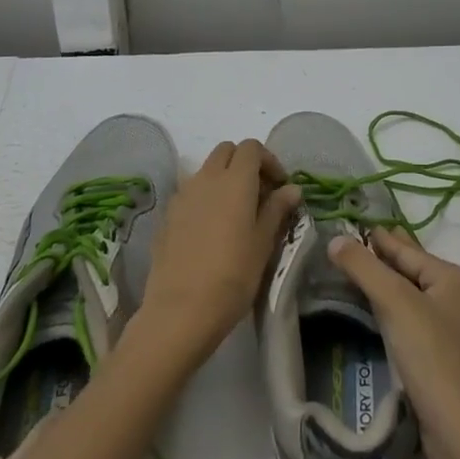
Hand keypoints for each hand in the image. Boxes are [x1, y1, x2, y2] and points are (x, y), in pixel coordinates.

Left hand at [137, 140, 301, 364]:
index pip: (251, 147)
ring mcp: (183, 195)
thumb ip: (276, 209)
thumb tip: (291, 188)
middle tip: (259, 193)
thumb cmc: (232, 276)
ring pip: (206, 170)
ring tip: (235, 212)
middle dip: (244, 163)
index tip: (279, 186)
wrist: (180, 311)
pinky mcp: (167, 215)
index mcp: (235, 180)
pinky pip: (190, 192)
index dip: (268, 160)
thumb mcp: (263, 243)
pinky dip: (205, 197)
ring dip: (223, 179)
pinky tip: (211, 229)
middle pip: (226, 151)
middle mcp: (206, 178)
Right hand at [327, 228, 459, 458]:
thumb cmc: (430, 355)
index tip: (356, 227)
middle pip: (414, 270)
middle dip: (387, 258)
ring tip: (363, 276)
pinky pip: (415, 320)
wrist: (458, 430)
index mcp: (453, 278)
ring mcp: (456, 330)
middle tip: (358, 244)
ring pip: (414, 296)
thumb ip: (364, 267)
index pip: (408, 250)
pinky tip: (380, 316)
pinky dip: (396, 311)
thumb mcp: (394, 302)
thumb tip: (335, 240)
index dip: (380, 239)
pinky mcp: (446, 358)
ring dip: (389, 286)